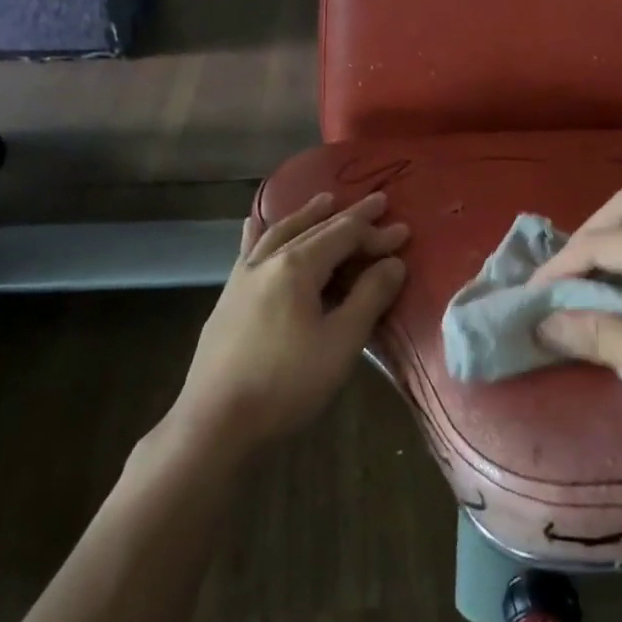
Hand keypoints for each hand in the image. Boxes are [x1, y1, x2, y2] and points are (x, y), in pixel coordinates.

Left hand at [167, 192, 408, 458]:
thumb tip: (393, 262)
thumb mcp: (341, 342)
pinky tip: (253, 223)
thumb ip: (368, 297)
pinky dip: (260, 232)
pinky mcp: (228, 298)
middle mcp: (268, 261)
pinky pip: (249, 251)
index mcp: (297, 267)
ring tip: (325, 200)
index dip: (376, 232)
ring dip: (307, 215)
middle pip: (314, 229)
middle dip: (348, 216)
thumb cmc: (287, 384)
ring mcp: (242, 278)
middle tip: (376, 201)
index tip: (405, 229)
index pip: (344, 237)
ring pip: (279, 233)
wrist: (216, 421)